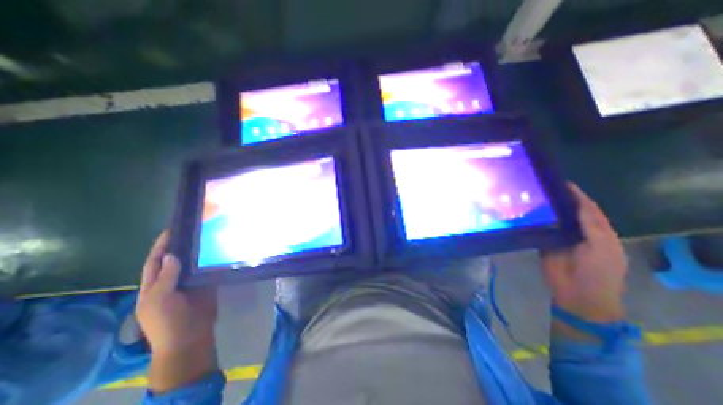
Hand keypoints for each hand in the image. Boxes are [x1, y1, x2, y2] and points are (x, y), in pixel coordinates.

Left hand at [136, 230, 217, 391]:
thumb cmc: (167, 321)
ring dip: (200, 251)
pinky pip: (207, 269)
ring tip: (210, 236)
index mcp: (154, 283)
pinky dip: (211, 261)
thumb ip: (165, 278)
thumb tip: (171, 254)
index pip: (156, 260)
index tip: (173, 228)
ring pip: (193, 262)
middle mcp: (172, 279)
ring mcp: (190, 281)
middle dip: (183, 244)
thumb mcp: (159, 300)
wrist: (190, 337)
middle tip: (197, 228)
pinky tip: (220, 251)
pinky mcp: (205, 283)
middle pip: (176, 258)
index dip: (162, 245)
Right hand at [542, 185, 627, 324]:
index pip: (586, 208)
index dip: (576, 195)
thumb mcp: (602, 247)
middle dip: (556, 199)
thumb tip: (576, 203)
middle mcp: (576, 231)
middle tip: (539, 187)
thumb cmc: (598, 272)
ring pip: (550, 219)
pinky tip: (523, 213)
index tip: (560, 182)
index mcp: (596, 230)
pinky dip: (532, 221)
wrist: (578, 294)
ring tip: (528, 197)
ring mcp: (558, 237)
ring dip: (543, 210)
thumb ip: (591, 225)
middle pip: (566, 211)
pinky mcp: (543, 243)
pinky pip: (538, 229)